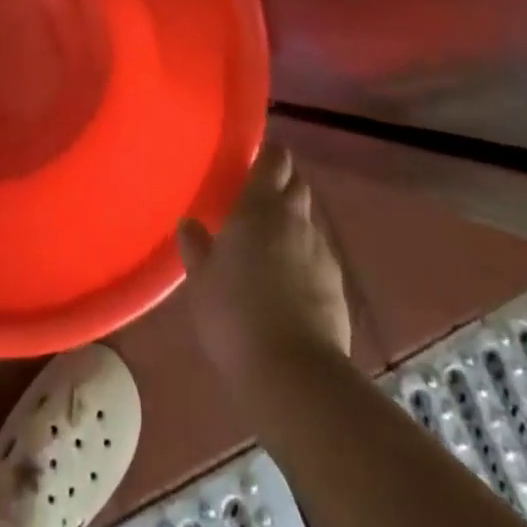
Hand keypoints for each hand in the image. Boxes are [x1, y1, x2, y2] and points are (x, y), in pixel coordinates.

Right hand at [179, 145, 351, 385]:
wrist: (294, 372)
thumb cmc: (235, 315)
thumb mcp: (202, 281)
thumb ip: (196, 246)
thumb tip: (190, 223)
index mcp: (260, 208)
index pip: (273, 161)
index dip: (268, 153)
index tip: (255, 154)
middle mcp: (295, 220)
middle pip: (296, 184)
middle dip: (282, 180)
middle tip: (259, 191)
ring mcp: (321, 251)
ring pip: (308, 219)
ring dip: (293, 218)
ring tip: (271, 235)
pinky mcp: (337, 284)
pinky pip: (317, 253)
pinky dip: (304, 252)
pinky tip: (290, 274)